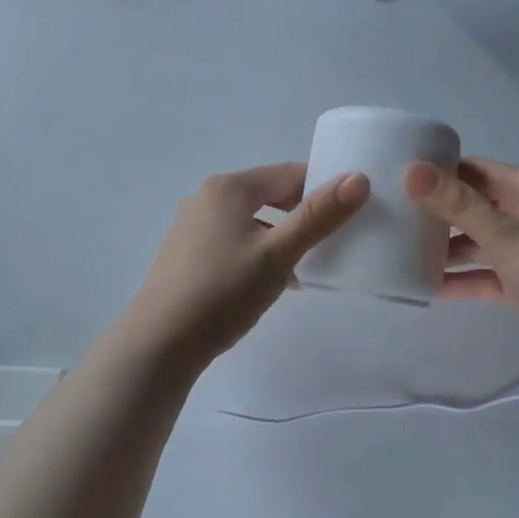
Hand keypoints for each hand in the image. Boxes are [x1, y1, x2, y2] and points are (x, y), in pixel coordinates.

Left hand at [121, 163, 370, 369]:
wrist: (160, 343)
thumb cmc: (223, 293)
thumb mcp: (278, 255)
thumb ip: (319, 216)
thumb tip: (359, 178)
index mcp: (229, 187)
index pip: (289, 174)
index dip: (323, 188)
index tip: (351, 212)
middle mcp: (206, 197)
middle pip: (268, 194)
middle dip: (302, 214)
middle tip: (331, 240)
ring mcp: (192, 225)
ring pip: (251, 220)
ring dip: (281, 236)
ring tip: (305, 266)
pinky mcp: (186, 253)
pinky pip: (233, 239)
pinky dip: (257, 252)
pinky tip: (270, 283)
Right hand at [405, 158, 518, 383]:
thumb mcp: (505, 234)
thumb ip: (457, 204)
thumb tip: (410, 169)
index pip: (472, 170)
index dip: (436, 172)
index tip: (393, 179)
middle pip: (471, 206)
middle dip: (435, 213)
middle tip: (389, 217)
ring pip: (475, 242)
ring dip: (444, 248)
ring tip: (398, 252)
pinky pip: (484, 274)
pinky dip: (460, 279)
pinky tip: (425, 286)